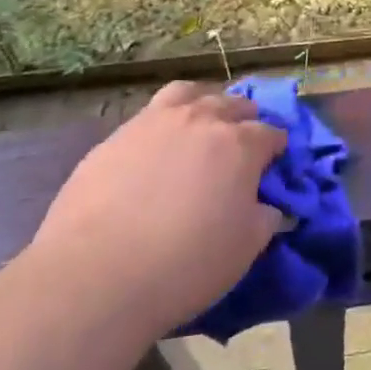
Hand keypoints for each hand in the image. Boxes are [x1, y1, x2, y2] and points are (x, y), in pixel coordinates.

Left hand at [30, 82, 286, 333]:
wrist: (95, 276)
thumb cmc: (185, 265)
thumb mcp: (245, 249)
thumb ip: (265, 218)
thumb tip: (268, 206)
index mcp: (240, 145)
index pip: (271, 133)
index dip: (276, 149)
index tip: (272, 167)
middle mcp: (202, 120)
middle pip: (234, 105)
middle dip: (245, 121)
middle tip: (240, 147)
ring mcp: (156, 122)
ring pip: (190, 93)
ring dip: (204, 104)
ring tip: (201, 125)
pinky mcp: (116, 135)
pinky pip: (151, 113)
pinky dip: (165, 121)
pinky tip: (158, 147)